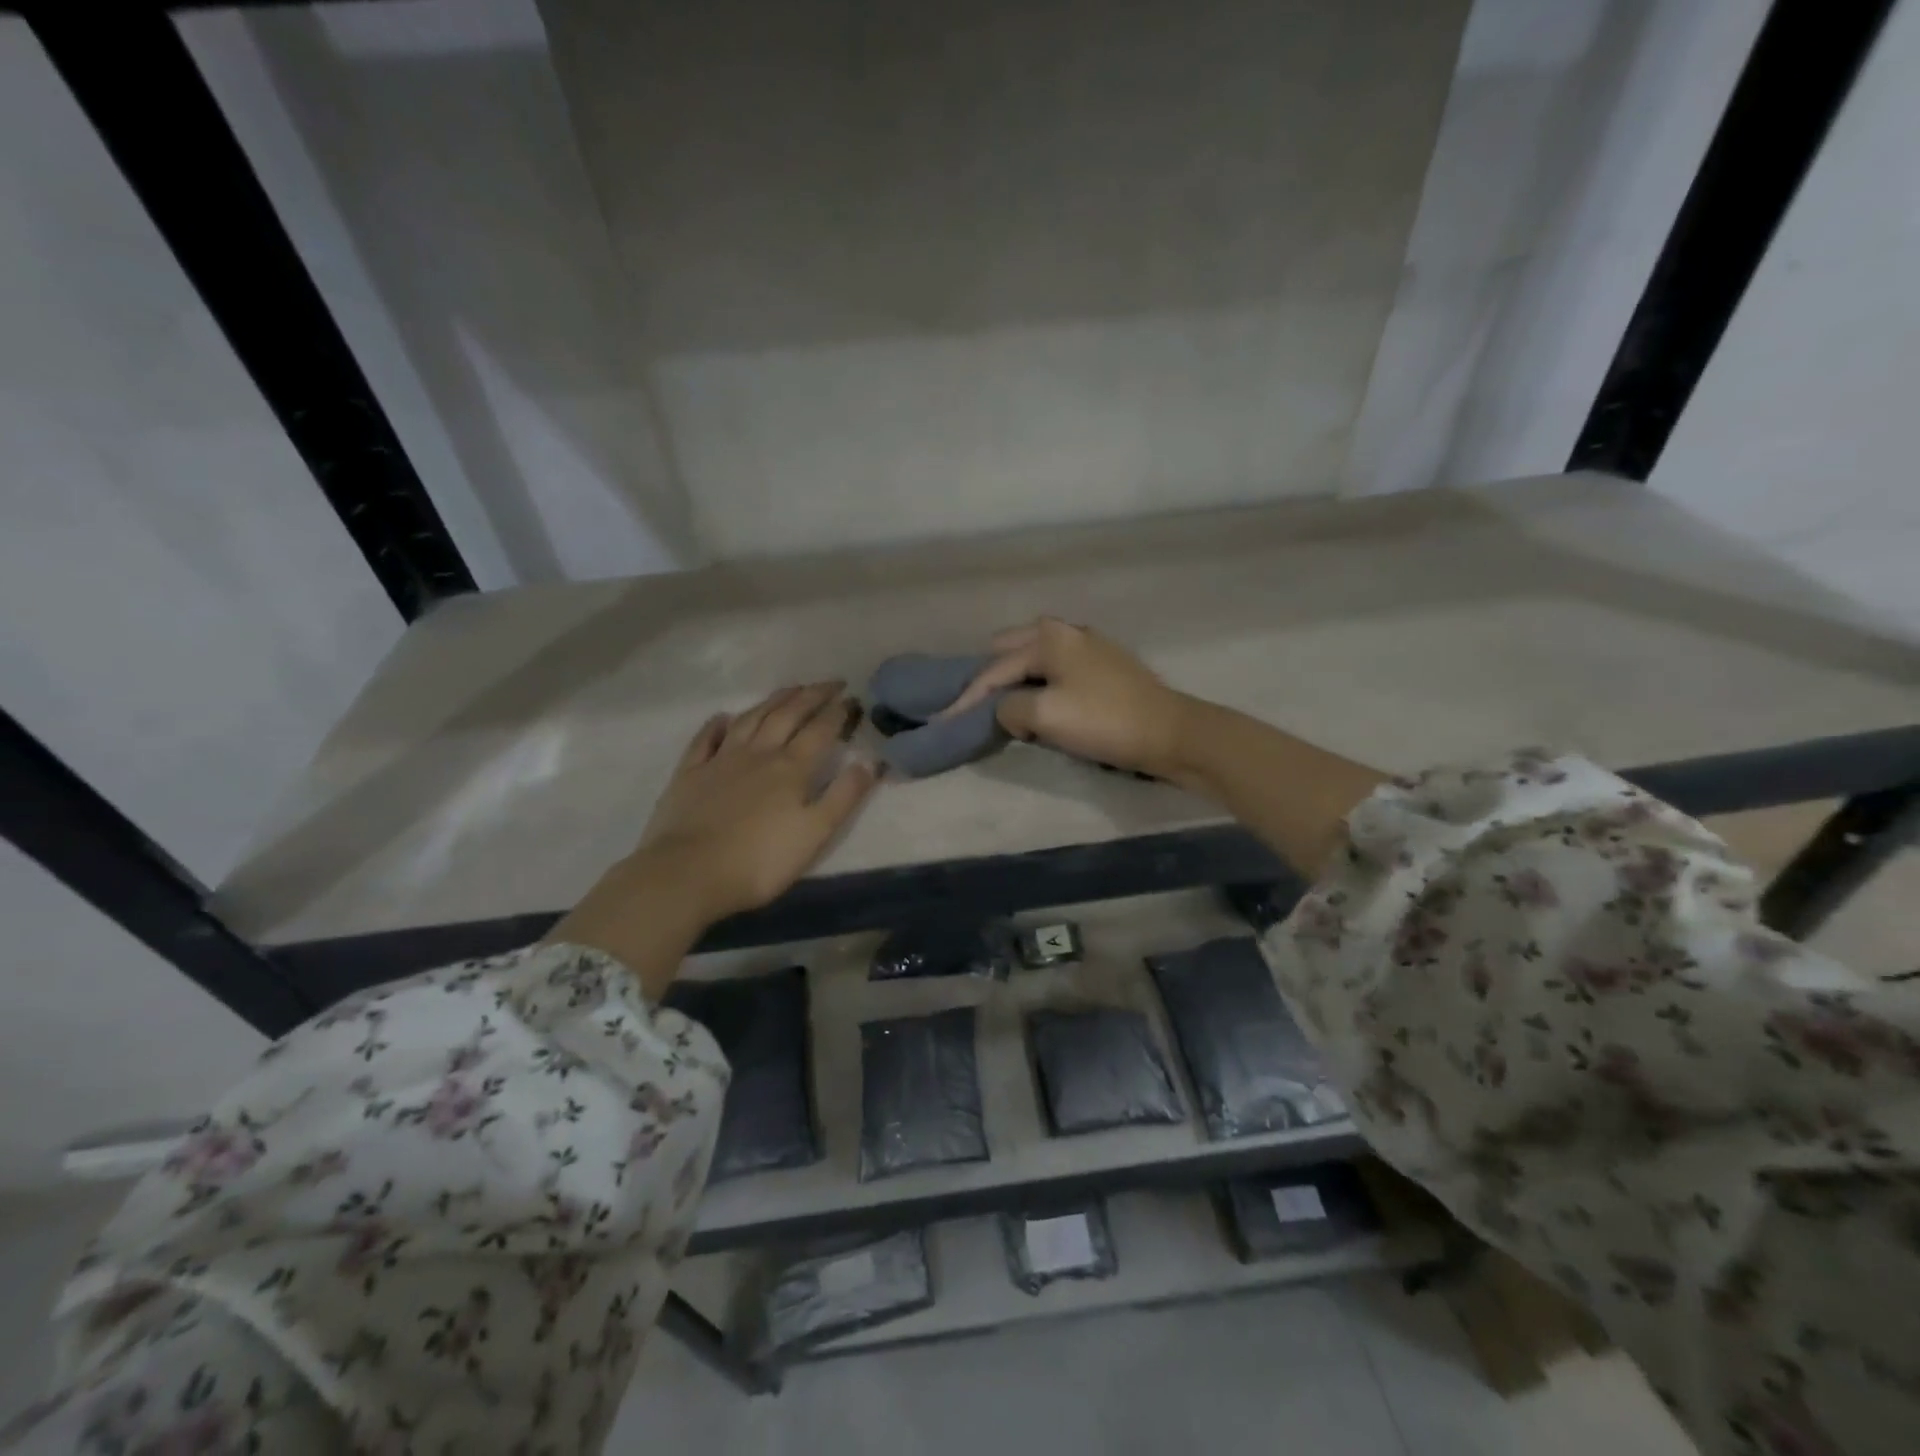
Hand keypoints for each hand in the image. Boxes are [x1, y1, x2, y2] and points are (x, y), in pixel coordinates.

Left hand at [549, 683, 876, 999]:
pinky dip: (717, 724)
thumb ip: (844, 796)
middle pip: (787, 715)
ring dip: (773, 700)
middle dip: (811, 696)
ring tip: (790, 689)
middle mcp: (758, 753)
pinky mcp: (689, 773)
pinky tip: (724, 717)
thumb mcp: (815, 834)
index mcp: (791, 768)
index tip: (852, 697)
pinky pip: (705, 739)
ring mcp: (720, 760)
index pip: (820, 730)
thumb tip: (871, 761)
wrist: (688, 873)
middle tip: (830, 682)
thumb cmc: (760, 860)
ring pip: (751, 719)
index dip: (838, 712)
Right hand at [943, 618, 1194, 781]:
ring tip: (1007, 709)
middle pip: (1010, 650)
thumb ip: (1009, 708)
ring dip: (1016, 680)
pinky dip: (1040, 683)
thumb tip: (1006, 710)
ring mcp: (1089, 645)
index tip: (942, 721)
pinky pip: (1056, 668)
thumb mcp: (1045, 715)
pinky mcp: (1105, 665)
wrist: (1171, 733)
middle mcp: (1066, 631)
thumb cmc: (1104, 721)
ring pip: (1035, 658)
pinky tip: (1042, 704)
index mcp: (1048, 637)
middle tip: (978, 709)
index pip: (993, 669)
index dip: (966, 698)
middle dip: (990, 678)